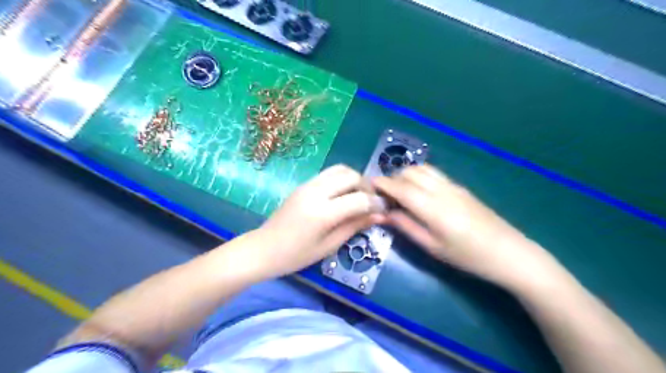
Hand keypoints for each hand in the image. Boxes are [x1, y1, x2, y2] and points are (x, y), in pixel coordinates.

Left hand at [250, 165, 384, 277]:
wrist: (264, 248)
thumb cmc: (296, 255)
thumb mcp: (329, 245)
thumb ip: (355, 226)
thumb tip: (380, 216)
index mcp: (322, 213)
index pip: (359, 199)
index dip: (376, 203)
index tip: (384, 210)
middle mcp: (316, 192)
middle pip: (351, 176)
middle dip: (367, 187)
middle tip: (371, 202)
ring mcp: (308, 185)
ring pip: (340, 169)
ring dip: (355, 179)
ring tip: (359, 196)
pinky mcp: (304, 184)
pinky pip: (329, 173)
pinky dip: (342, 179)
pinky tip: (344, 194)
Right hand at [374, 164, 559, 289]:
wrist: (509, 253)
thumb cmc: (468, 256)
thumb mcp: (432, 247)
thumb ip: (407, 226)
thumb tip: (387, 213)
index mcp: (431, 206)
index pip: (400, 187)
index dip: (383, 184)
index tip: (370, 185)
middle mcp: (441, 189)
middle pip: (410, 172)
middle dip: (393, 178)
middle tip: (385, 194)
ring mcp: (453, 186)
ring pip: (423, 169)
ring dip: (407, 174)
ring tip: (401, 191)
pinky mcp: (461, 188)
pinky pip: (434, 174)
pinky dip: (420, 176)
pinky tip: (419, 191)